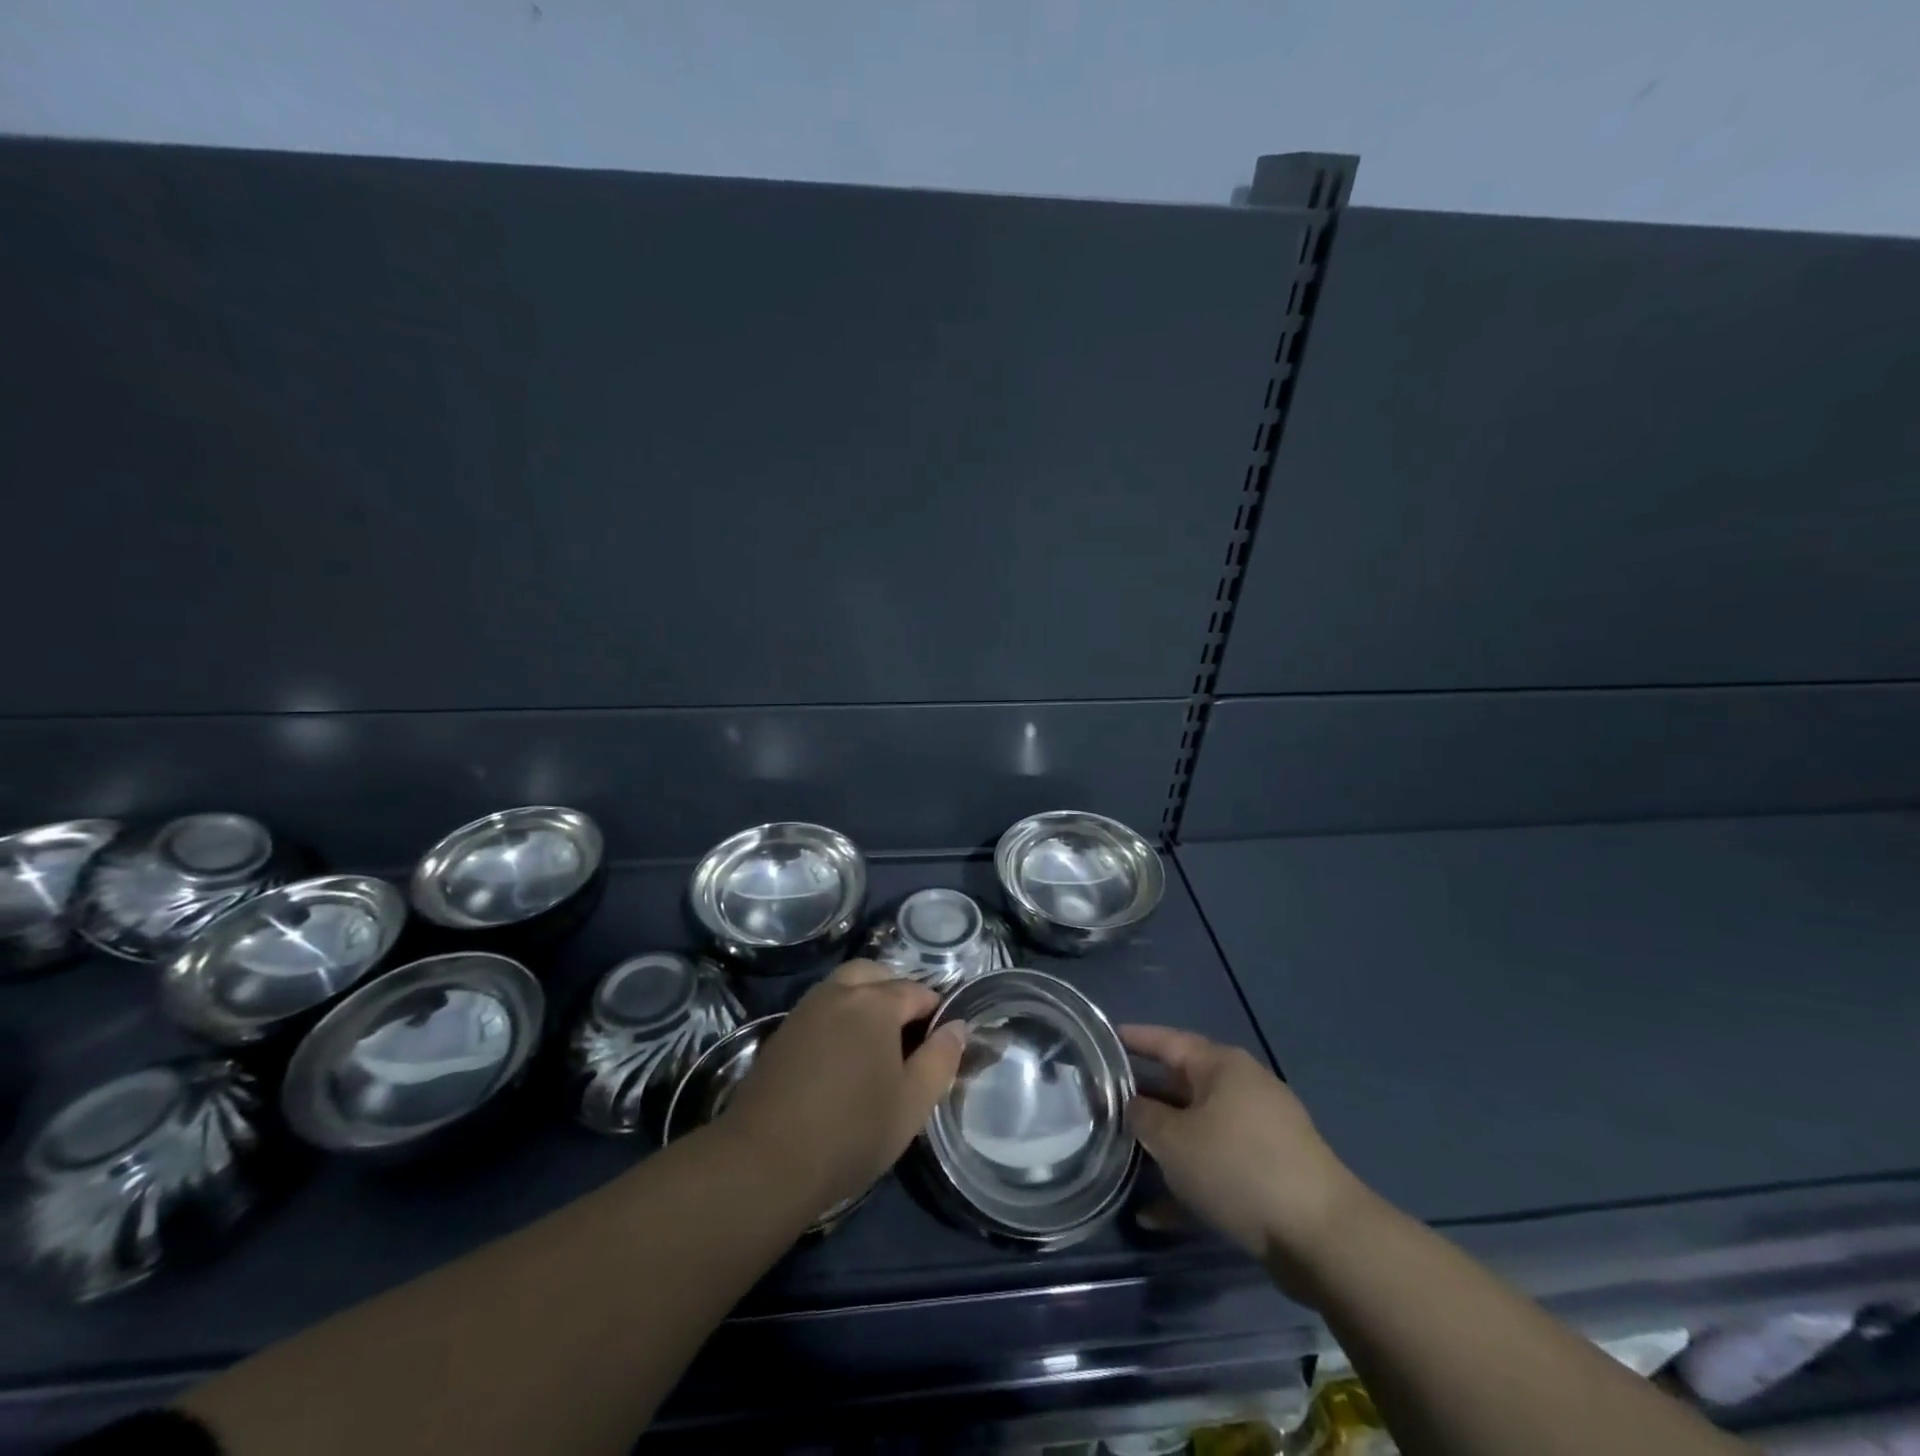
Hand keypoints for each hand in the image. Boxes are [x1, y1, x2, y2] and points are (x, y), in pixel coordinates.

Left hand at [721, 961, 968, 1212]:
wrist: (765, 1161)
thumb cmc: (851, 1132)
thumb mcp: (912, 1103)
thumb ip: (941, 1059)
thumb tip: (957, 1026)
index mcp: (876, 1002)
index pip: (917, 991)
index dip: (935, 1013)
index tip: (941, 1043)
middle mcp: (839, 992)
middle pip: (875, 974)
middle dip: (896, 992)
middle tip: (908, 1035)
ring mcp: (806, 1009)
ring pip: (843, 985)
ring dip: (864, 1000)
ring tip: (876, 1045)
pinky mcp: (783, 1031)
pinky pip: (821, 1007)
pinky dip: (838, 1016)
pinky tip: (842, 1056)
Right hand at [1122, 1025, 1364, 1287]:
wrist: (1322, 1238)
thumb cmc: (1238, 1168)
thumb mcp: (1175, 1140)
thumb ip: (1143, 1117)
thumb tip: (1132, 1107)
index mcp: (1221, 1066)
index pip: (1167, 1040)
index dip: (1133, 1039)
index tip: (1101, 1039)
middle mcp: (1241, 1090)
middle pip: (1181, 1086)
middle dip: (1143, 1099)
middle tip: (1103, 1104)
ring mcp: (1259, 1134)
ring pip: (1197, 1131)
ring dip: (1163, 1147)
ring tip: (1122, 1158)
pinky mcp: (1269, 1175)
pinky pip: (1217, 1168)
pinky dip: (1188, 1184)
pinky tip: (1155, 1216)